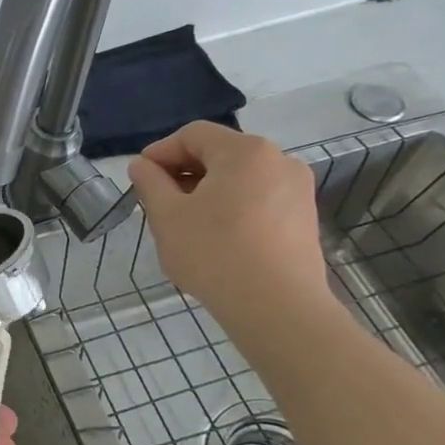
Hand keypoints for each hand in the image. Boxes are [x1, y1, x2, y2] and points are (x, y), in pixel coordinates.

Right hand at [127, 121, 331, 322]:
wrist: (278, 309)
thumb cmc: (215, 253)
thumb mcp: (167, 215)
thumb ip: (150, 182)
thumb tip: (142, 165)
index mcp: (245, 151)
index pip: (193, 135)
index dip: (161, 151)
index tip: (140, 176)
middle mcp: (279, 161)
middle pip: (219, 153)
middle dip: (183, 172)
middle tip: (157, 200)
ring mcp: (297, 190)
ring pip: (239, 178)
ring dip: (206, 190)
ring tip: (184, 221)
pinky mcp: (304, 218)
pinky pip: (258, 198)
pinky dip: (232, 206)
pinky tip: (215, 236)